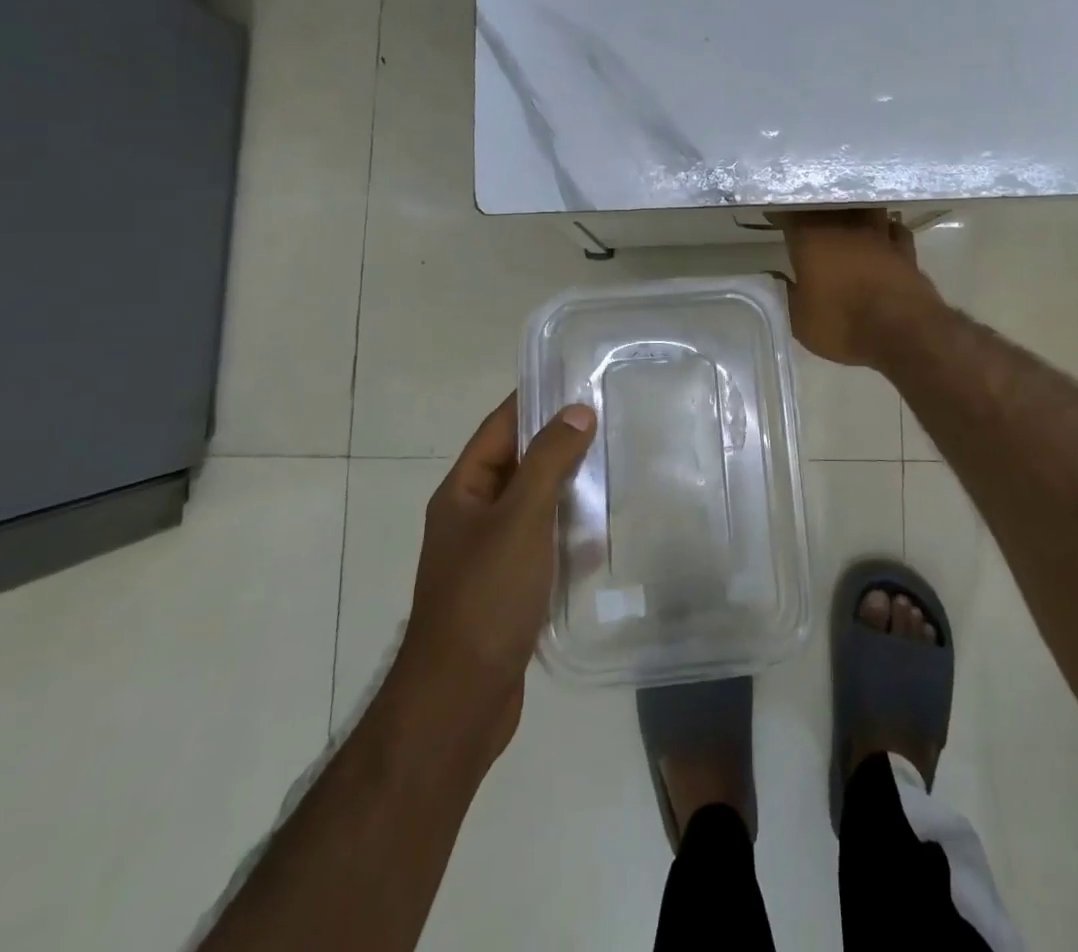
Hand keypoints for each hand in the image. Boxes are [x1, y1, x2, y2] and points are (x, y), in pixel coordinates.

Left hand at [394, 394, 595, 761]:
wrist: (460, 699)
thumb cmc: (486, 596)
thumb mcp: (521, 517)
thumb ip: (548, 460)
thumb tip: (577, 411)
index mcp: (463, 491)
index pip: (499, 427)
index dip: (534, 400)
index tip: (576, 378)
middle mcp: (472, 517)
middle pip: (518, 463)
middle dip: (559, 442)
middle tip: (609, 421)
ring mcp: (489, 555)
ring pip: (534, 505)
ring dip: (568, 487)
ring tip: (616, 466)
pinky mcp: (509, 588)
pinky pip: (543, 544)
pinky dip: (569, 531)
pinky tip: (604, 530)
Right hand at [771, 208, 939, 367]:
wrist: (904, 332)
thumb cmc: (843, 323)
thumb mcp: (800, 319)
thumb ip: (786, 292)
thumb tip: (774, 276)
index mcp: (812, 238)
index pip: (791, 213)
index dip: (781, 214)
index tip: (773, 217)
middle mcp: (846, 226)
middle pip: (829, 203)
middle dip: (816, 207)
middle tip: (807, 216)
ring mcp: (880, 234)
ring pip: (865, 207)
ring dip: (854, 210)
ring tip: (846, 218)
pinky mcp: (906, 249)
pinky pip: (893, 228)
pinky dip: (885, 228)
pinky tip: (883, 234)